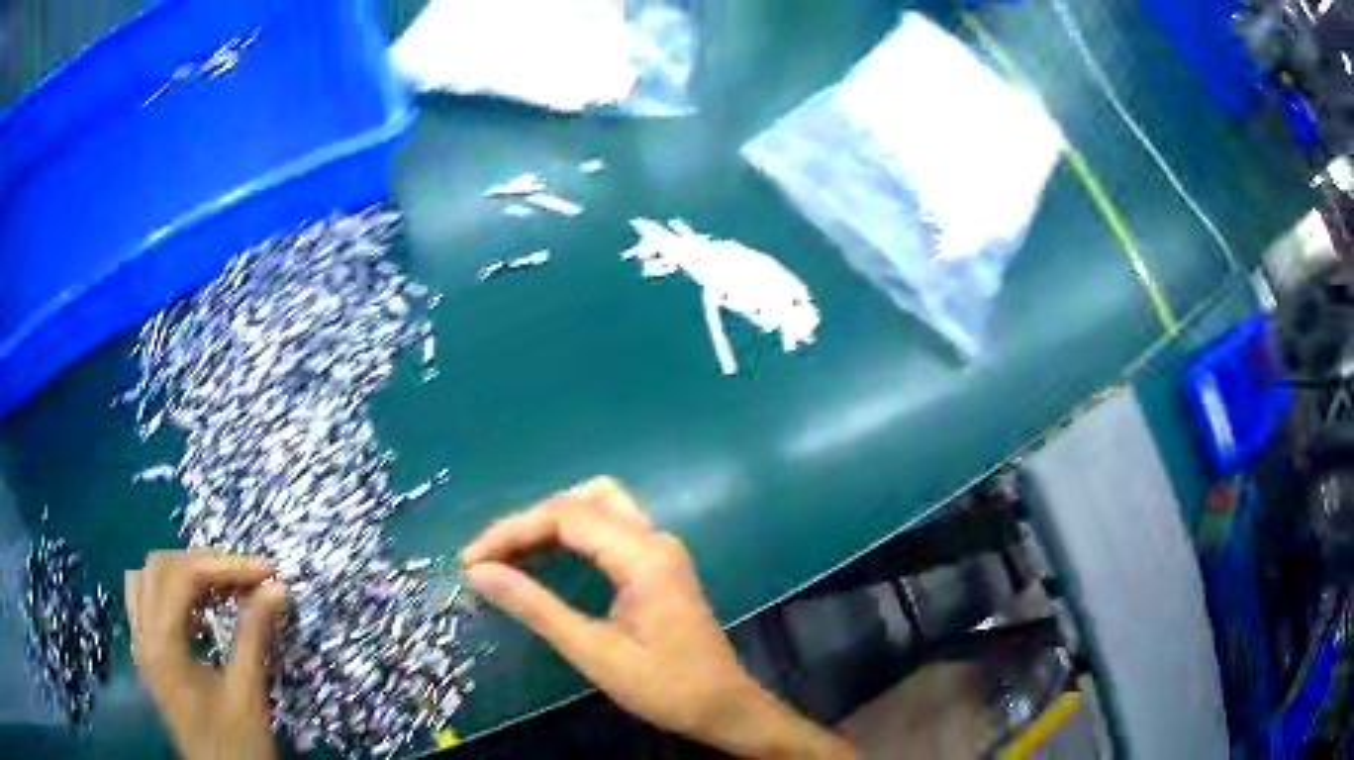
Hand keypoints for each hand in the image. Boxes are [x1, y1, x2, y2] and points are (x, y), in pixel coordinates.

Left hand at [125, 550, 287, 759]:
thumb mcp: (248, 695)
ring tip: (218, 587)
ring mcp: (140, 643)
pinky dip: (168, 591)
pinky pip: (145, 601)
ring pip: (146, 578)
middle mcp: (142, 635)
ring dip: (181, 572)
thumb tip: (276, 588)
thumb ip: (254, 636)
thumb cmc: (236, 747)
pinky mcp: (147, 654)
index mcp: (162, 645)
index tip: (265, 571)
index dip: (225, 566)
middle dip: (204, 563)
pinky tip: (195, 609)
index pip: (183, 577)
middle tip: (245, 577)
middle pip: (160, 567)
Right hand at [462, 477, 854, 758]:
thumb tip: (480, 572)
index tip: (471, 561)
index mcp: (643, 556)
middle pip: (580, 502)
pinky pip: (609, 528)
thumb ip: (536, 607)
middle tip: (488, 557)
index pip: (565, 516)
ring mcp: (660, 549)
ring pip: (598, 506)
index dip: (511, 531)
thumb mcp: (593, 652)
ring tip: (509, 553)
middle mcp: (654, 539)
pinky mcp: (659, 564)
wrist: (724, 706)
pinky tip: (545, 557)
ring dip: (550, 521)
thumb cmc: (664, 686)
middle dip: (527, 522)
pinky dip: (571, 534)